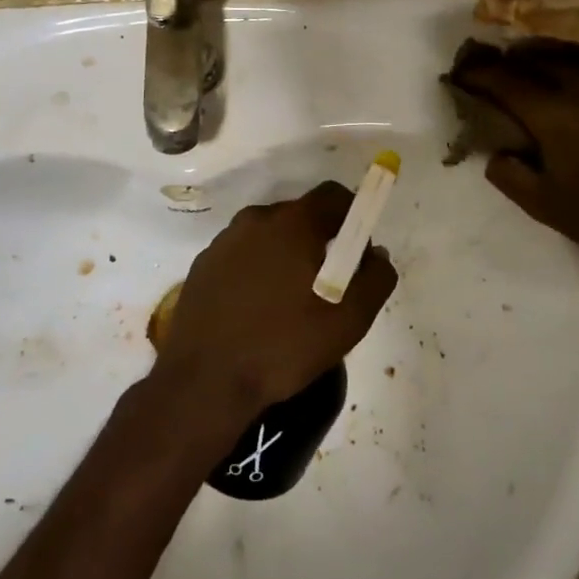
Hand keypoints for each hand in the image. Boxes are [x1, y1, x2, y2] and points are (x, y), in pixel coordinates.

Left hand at [153, 181, 395, 428]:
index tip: (357, 251)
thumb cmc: (282, 347)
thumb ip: (375, 279)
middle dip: (320, 240)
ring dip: (286, 255)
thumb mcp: (348, 321)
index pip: (333, 195)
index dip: (353, 215)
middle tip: (327, 285)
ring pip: (269, 235)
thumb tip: (376, 254)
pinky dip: (256, 270)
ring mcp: (224, 241)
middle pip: (301, 215)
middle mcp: (256, 220)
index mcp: (292, 224)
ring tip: (290, 303)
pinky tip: (256, 311)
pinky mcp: (203, 265)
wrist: (203, 383)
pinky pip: (242, 255)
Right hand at [447, 39, 578, 269]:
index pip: (508, 83)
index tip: (461, 73)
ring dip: (554, 52)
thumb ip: (507, 174)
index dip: (480, 74)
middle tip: (492, 65)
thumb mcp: (539, 205)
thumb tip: (495, 151)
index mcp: (555, 117)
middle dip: (510, 60)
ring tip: (539, 59)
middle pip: (541, 61)